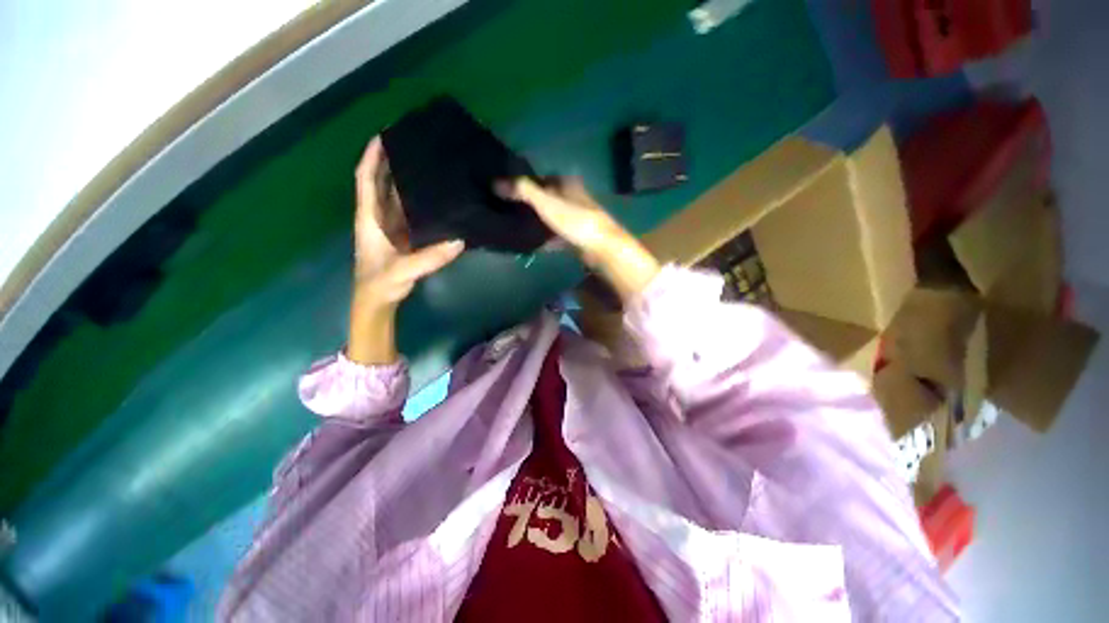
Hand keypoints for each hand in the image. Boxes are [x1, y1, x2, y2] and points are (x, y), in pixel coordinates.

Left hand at [349, 137, 464, 363]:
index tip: (384, 136)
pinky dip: (421, 205)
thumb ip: (428, 258)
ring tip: (430, 168)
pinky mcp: (404, 239)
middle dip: (393, 163)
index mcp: (369, 219)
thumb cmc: (379, 285)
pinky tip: (438, 201)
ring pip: (398, 198)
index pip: (366, 181)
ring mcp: (392, 229)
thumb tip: (459, 240)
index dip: (371, 158)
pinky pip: (412, 215)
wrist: (377, 303)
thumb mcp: (401, 272)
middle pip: (383, 184)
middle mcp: (379, 219)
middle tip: (416, 147)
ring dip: (409, 182)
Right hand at [498, 177, 659, 302]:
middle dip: (533, 203)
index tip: (511, 190)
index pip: (544, 177)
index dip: (528, 181)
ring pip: (554, 217)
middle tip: (512, 210)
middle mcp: (574, 198)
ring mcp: (577, 219)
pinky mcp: (578, 237)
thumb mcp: (546, 202)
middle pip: (549, 198)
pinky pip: (558, 236)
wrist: (601, 248)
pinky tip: (534, 245)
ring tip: (519, 227)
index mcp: (567, 184)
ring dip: (540, 222)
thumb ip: (523, 191)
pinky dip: (547, 239)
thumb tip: (495, 183)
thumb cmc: (575, 220)